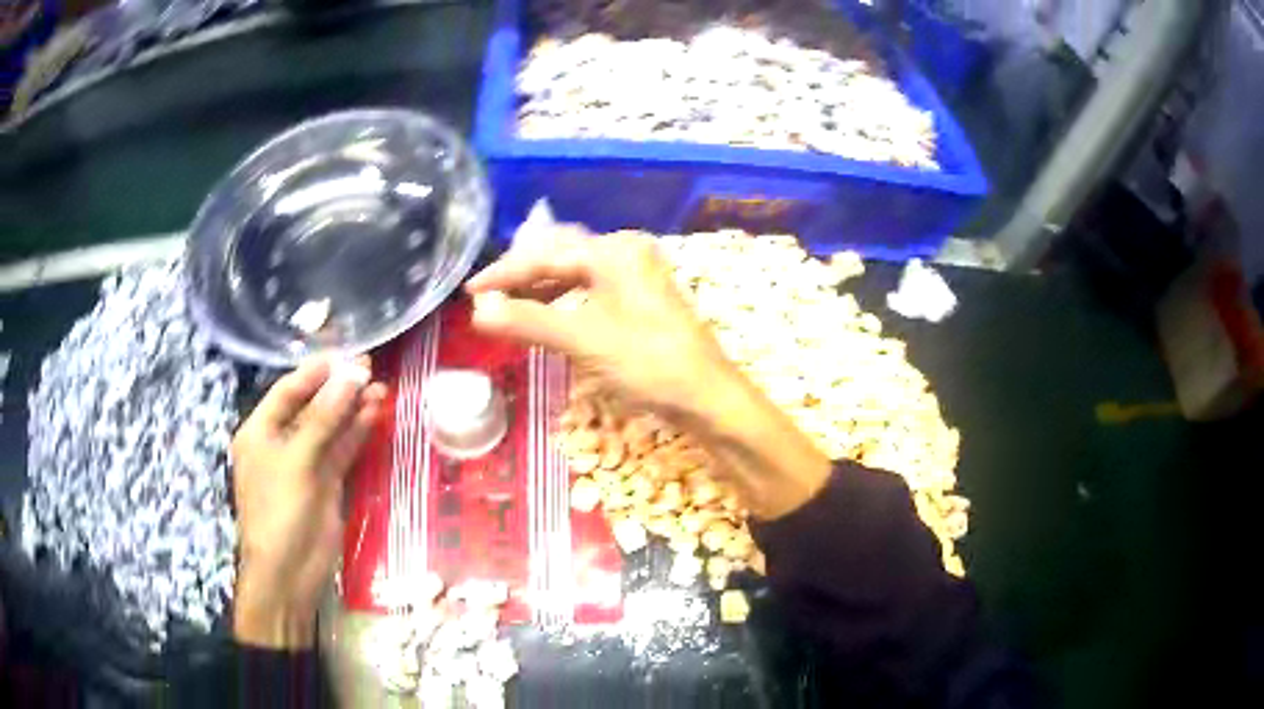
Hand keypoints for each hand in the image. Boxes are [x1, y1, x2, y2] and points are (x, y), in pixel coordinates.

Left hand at [231, 357, 387, 647]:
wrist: (289, 571)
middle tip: (369, 367)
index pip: (288, 390)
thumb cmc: (279, 510)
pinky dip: (357, 433)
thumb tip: (353, 375)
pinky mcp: (326, 482)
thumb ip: (325, 417)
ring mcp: (305, 463)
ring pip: (331, 428)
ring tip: (380, 387)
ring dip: (352, 409)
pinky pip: (342, 450)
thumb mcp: (297, 460)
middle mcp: (281, 442)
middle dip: (338, 388)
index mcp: (260, 431)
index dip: (315, 372)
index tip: (345, 355)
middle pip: (312, 406)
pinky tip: (374, 414)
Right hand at [467, 229, 829, 518]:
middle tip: (488, 296)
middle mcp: (626, 251)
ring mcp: (638, 272)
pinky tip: (550, 315)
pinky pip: (592, 285)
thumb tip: (477, 311)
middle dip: (522, 273)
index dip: (504, 274)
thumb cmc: (649, 363)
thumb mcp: (584, 340)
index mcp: (613, 251)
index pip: (545, 255)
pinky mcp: (642, 295)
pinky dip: (565, 298)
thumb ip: (529, 321)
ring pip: (577, 269)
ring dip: (542, 287)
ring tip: (511, 306)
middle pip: (561, 253)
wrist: (708, 396)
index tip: (469, 293)